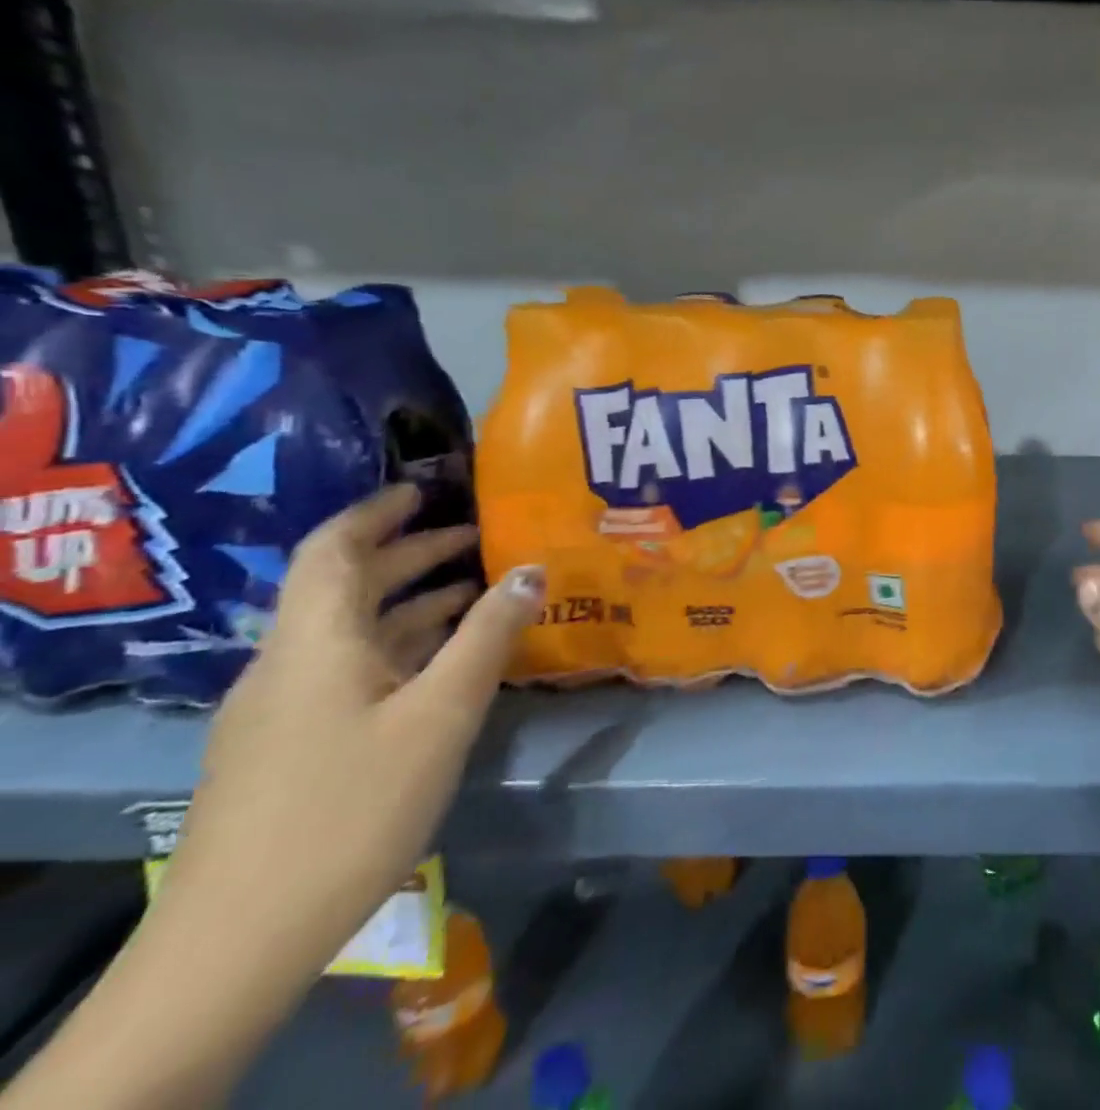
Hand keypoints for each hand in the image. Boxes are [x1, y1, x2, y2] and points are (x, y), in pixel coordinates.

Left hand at [160, 484, 545, 992]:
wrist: (237, 943)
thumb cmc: (350, 807)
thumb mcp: (440, 714)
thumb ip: (487, 636)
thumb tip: (531, 568)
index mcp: (314, 643)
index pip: (333, 548)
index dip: (377, 511)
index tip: (426, 488)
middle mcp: (288, 664)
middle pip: (346, 586)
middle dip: (410, 554)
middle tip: (479, 537)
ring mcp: (281, 709)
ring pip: (350, 631)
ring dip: (410, 603)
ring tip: (476, 593)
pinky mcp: (286, 748)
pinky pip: (348, 669)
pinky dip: (398, 647)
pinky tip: (442, 664)